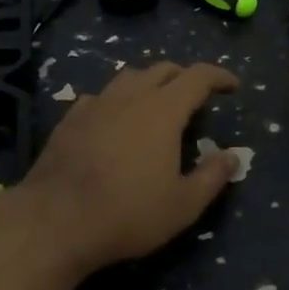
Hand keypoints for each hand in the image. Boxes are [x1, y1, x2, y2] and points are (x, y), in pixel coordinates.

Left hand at [14, 62, 240, 275]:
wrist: (55, 220)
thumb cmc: (128, 213)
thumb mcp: (183, 205)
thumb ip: (212, 177)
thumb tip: (232, 156)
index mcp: (163, 110)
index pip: (197, 77)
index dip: (218, 76)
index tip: (232, 86)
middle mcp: (130, 96)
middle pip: (162, 69)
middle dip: (184, 77)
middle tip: (196, 97)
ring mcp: (96, 103)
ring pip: (129, 77)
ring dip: (149, 83)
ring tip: (156, 104)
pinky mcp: (70, 118)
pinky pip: (101, 96)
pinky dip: (117, 100)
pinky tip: (115, 120)